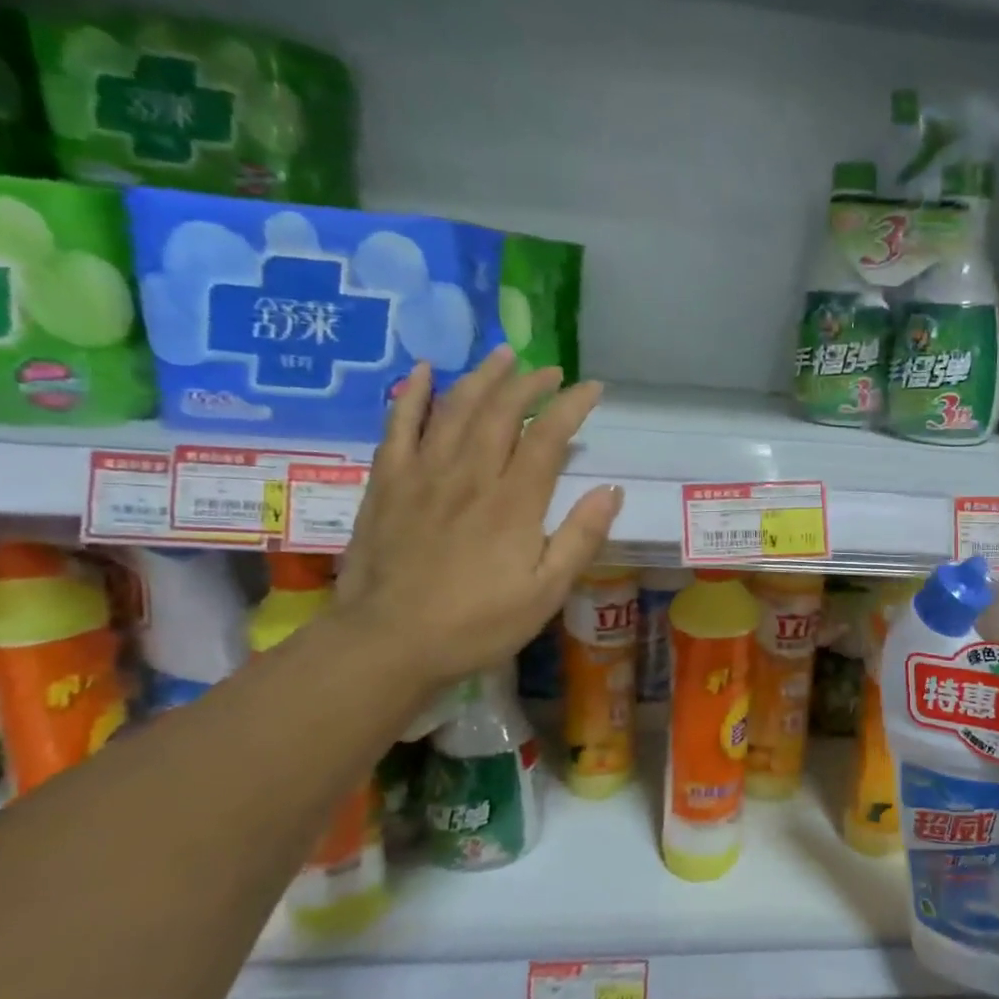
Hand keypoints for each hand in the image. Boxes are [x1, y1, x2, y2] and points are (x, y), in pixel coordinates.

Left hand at [333, 348, 620, 694]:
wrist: (388, 642)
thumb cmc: (477, 624)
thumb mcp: (546, 592)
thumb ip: (580, 538)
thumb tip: (611, 490)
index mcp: (513, 502)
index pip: (547, 436)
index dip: (571, 406)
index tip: (592, 388)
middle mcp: (470, 475)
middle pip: (500, 411)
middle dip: (529, 384)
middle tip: (550, 370)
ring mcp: (423, 474)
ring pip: (454, 409)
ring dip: (481, 377)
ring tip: (502, 356)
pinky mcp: (387, 483)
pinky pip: (398, 425)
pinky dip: (412, 394)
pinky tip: (424, 371)